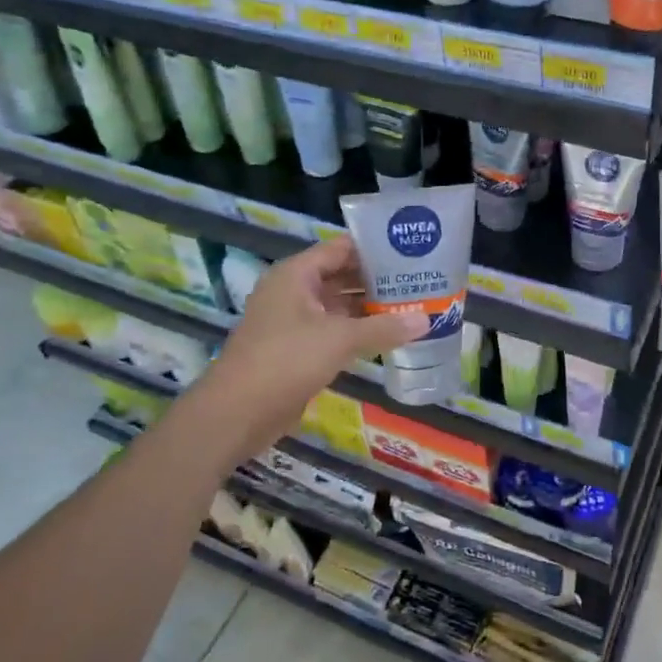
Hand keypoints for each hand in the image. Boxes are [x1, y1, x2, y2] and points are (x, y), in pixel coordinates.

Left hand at [189, 236, 424, 456]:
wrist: (235, 414)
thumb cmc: (286, 361)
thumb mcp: (339, 340)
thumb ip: (384, 328)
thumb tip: (427, 319)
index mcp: (296, 274)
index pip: (341, 248)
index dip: (374, 247)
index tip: (410, 250)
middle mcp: (293, 291)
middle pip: (341, 275)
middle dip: (377, 279)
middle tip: (418, 280)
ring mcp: (292, 320)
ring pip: (337, 305)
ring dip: (369, 307)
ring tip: (411, 305)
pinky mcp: (295, 348)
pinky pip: (332, 330)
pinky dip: (356, 330)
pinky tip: (387, 335)